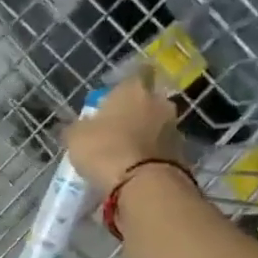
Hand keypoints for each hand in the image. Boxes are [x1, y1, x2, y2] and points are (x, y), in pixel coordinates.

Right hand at [64, 65, 184, 190]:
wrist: (143, 185)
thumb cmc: (105, 149)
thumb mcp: (76, 137)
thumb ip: (77, 127)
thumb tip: (75, 127)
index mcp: (134, 89)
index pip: (138, 73)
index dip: (126, 86)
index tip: (113, 99)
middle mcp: (159, 103)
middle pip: (148, 102)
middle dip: (135, 113)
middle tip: (116, 130)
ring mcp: (174, 129)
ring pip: (156, 126)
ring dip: (144, 136)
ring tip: (124, 155)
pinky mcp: (182, 155)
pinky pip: (162, 150)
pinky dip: (151, 157)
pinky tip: (135, 170)